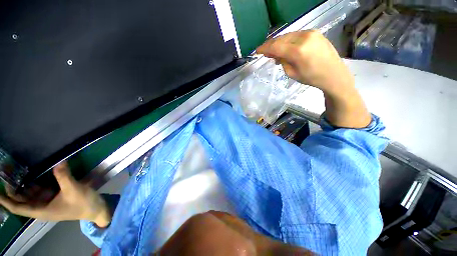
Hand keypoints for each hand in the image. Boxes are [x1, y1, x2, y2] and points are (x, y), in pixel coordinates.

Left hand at [0, 162, 110, 226]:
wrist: (95, 208)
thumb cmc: (82, 203)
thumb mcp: (74, 190)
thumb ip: (64, 176)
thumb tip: (59, 162)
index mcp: (41, 210)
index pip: (18, 208)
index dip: (5, 201)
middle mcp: (41, 207)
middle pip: (21, 200)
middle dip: (13, 189)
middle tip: (7, 174)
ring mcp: (48, 202)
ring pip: (30, 195)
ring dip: (23, 185)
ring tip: (17, 173)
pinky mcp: (54, 198)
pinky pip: (40, 191)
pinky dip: (35, 184)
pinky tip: (35, 176)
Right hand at [257, 30, 370, 127]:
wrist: (334, 74)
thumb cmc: (312, 78)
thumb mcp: (292, 74)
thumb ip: (282, 62)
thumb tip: (275, 55)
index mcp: (298, 51)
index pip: (276, 46)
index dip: (264, 48)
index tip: (257, 51)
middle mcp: (304, 37)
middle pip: (281, 39)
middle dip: (270, 45)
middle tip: (264, 52)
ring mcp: (310, 33)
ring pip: (288, 35)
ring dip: (279, 43)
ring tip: (274, 52)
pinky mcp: (314, 32)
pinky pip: (295, 35)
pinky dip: (288, 41)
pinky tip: (285, 48)